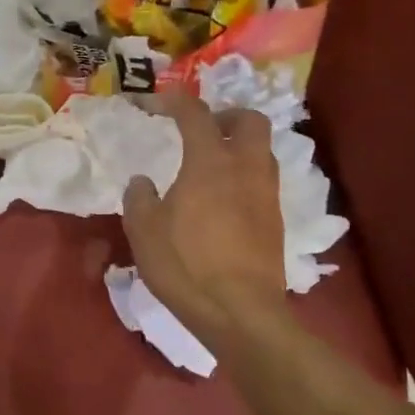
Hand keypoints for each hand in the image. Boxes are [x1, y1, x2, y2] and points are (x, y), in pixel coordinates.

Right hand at [123, 93, 288, 343]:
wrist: (240, 313)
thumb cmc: (186, 265)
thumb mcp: (144, 231)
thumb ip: (139, 198)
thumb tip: (143, 182)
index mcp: (210, 162)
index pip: (194, 112)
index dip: (171, 101)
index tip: (150, 105)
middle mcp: (245, 168)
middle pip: (249, 119)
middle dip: (224, 115)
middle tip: (200, 130)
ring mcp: (265, 194)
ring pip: (262, 150)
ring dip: (238, 146)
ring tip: (210, 164)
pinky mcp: (275, 220)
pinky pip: (263, 179)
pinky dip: (244, 175)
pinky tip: (222, 199)